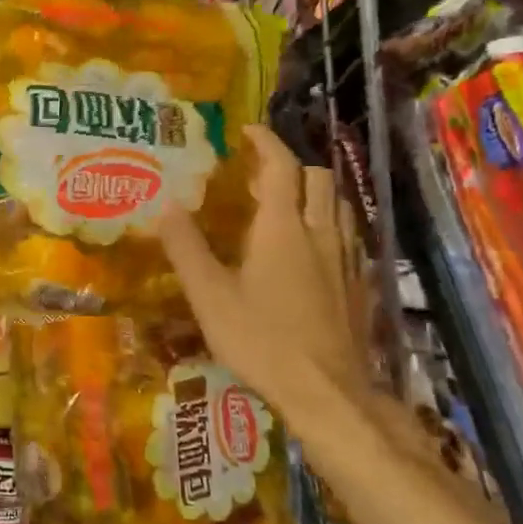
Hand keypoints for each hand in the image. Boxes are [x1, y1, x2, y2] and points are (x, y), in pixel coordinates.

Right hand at [156, 125, 369, 419]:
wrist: (326, 393)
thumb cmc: (261, 340)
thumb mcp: (209, 295)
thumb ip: (186, 247)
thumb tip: (165, 204)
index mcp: (282, 228)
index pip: (280, 166)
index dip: (265, 141)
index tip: (247, 130)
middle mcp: (320, 234)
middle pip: (317, 179)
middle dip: (290, 166)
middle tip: (259, 176)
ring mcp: (345, 261)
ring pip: (338, 207)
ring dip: (313, 194)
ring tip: (285, 207)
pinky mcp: (358, 286)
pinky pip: (347, 238)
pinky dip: (328, 226)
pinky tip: (310, 252)